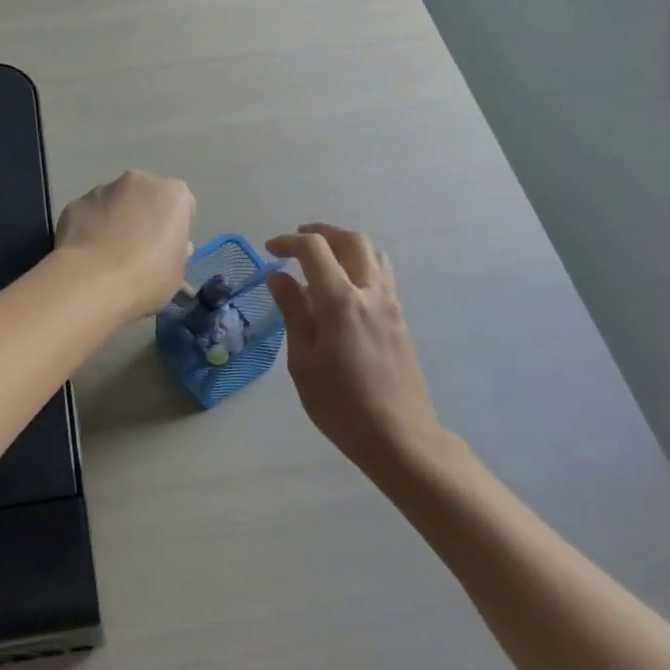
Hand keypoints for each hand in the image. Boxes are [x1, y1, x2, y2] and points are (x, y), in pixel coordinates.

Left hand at [55, 171, 195, 321]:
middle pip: (146, 198)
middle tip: (139, 252)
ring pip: (115, 203)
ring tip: (108, 256)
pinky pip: (89, 214)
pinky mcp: (75, 203)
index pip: (182, 207)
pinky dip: (90, 228)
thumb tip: (171, 248)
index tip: (168, 251)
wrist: (92, 282)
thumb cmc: (147, 277)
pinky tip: (88, 255)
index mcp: (173, 194)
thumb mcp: (177, 274)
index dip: (175, 229)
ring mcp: (102, 189)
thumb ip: (177, 253)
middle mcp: (139, 181)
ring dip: (115, 220)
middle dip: (144, 218)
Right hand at [265, 224, 448, 468]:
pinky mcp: (400, 319)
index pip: (314, 249)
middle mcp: (369, 292)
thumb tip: (279, 277)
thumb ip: (293, 312)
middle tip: (297, 243)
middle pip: (351, 240)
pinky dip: (360, 264)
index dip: (289, 242)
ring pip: (372, 253)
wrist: (399, 436)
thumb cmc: (340, 404)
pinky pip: (382, 274)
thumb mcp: (303, 360)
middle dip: (322, 233)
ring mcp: (390, 304)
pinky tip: (343, 288)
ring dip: (345, 245)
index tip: (270, 250)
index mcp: (340, 301)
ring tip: (322, 260)